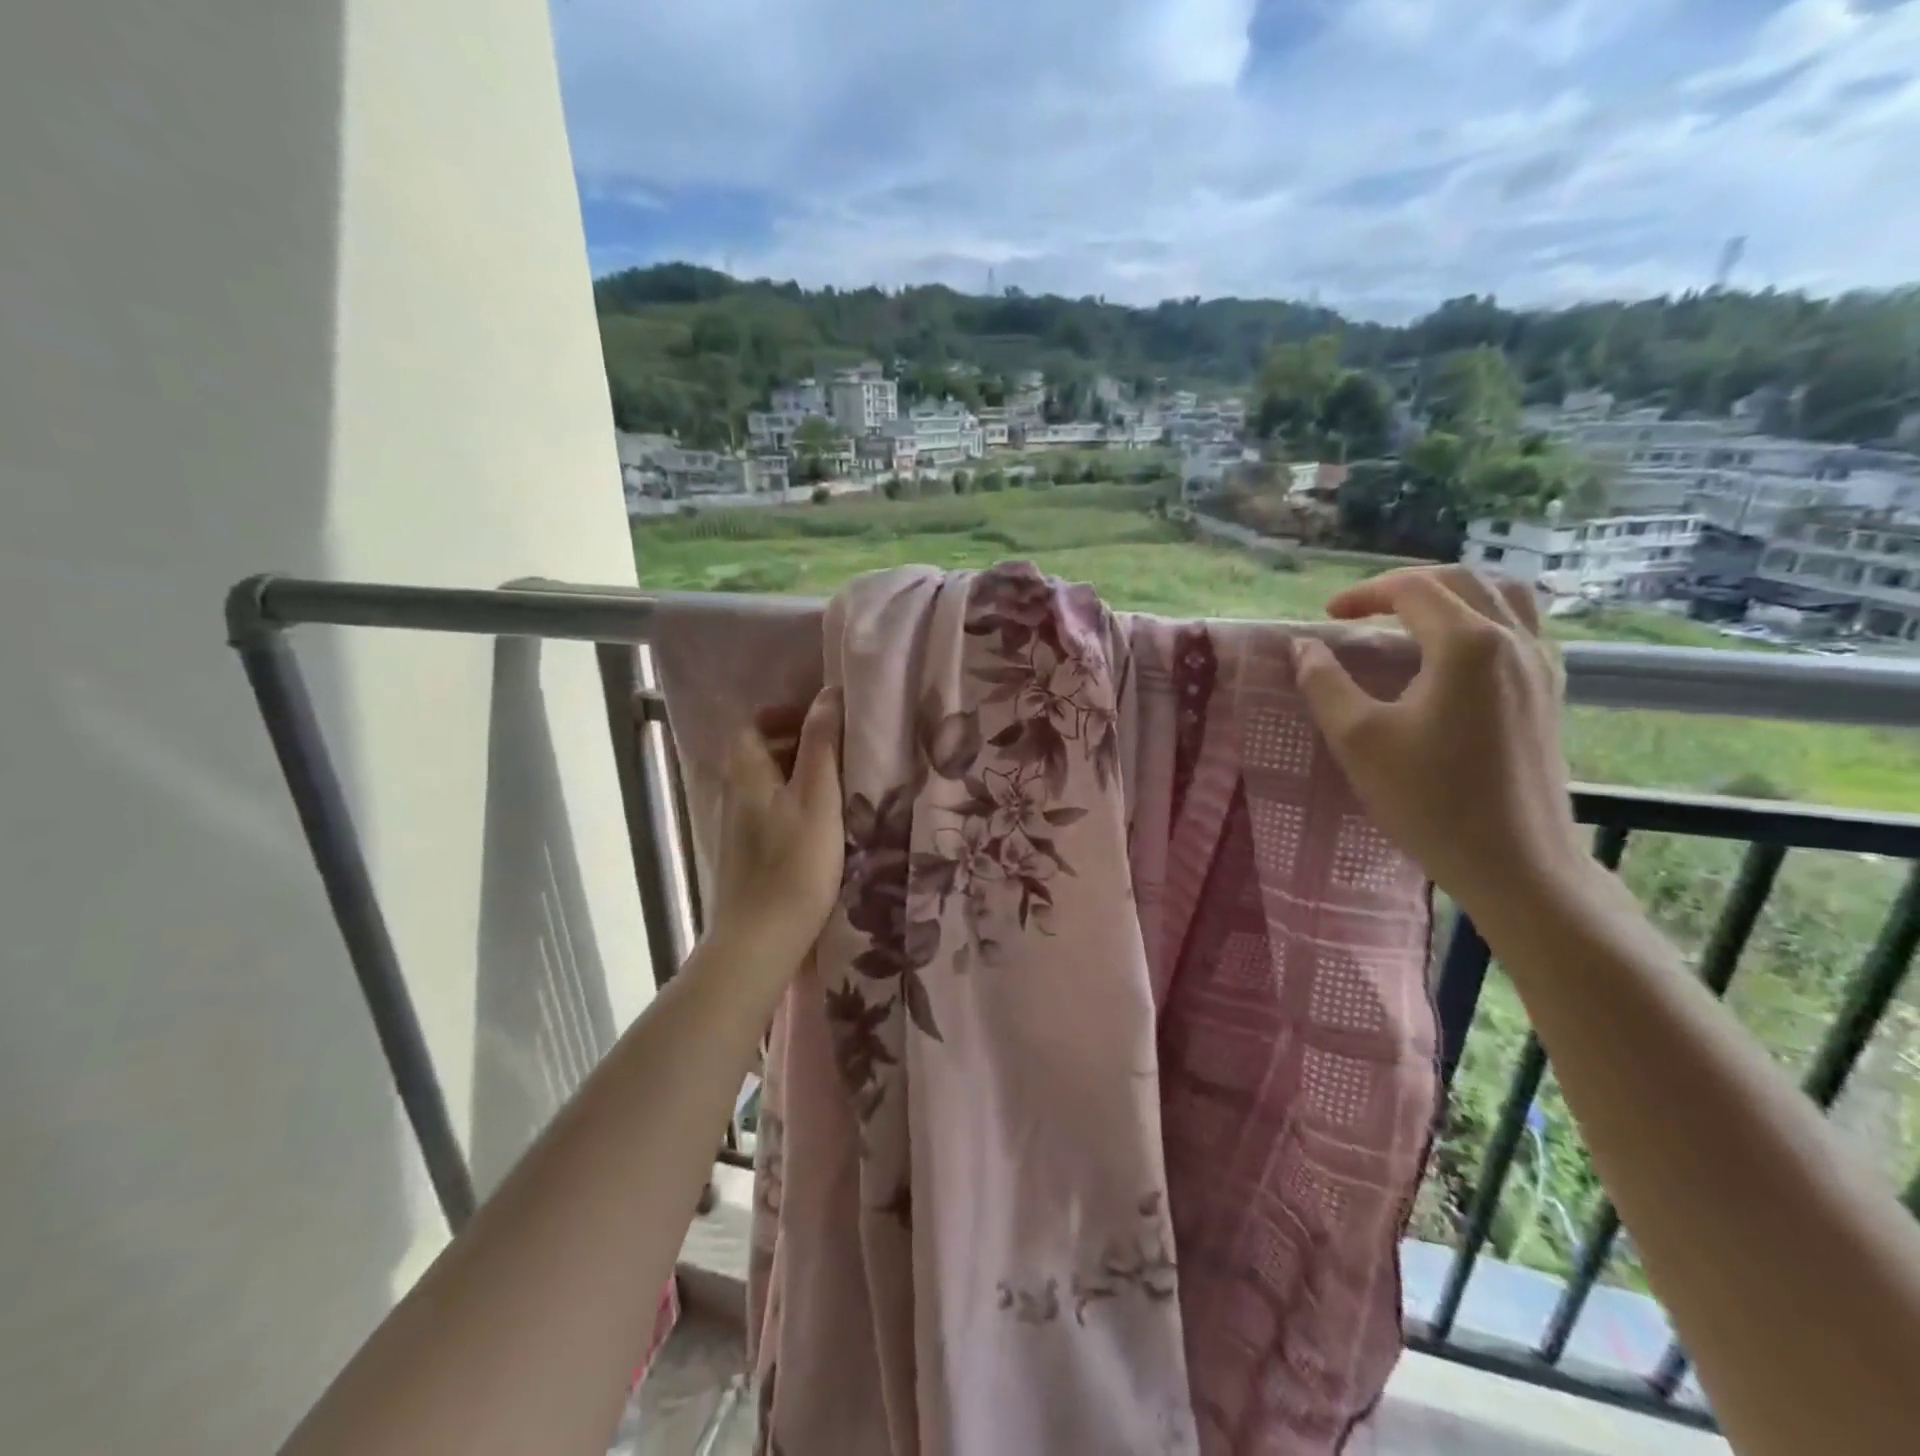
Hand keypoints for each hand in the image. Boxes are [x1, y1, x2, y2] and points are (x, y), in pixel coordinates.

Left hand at [708, 688, 845, 973]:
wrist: (761, 940)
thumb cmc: (794, 864)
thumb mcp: (817, 797)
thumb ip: (821, 744)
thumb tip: (828, 694)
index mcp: (747, 773)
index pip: (753, 724)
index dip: (785, 715)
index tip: (824, 721)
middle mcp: (736, 794)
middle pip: (761, 751)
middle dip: (799, 742)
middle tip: (842, 749)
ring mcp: (740, 826)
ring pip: (769, 783)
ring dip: (802, 774)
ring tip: (843, 783)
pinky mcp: (751, 852)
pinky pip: (773, 810)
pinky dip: (798, 802)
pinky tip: (827, 821)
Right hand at [1291, 566, 1587, 917]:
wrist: (1515, 863)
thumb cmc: (1429, 800)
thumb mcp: (1358, 739)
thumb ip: (1324, 683)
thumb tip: (1303, 646)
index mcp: (1467, 644)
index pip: (1412, 589)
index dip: (1363, 593)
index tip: (1326, 616)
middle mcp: (1514, 641)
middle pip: (1461, 581)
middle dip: (1403, 587)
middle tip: (1359, 611)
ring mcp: (1541, 666)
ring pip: (1502, 597)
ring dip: (1451, 594)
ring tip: (1411, 618)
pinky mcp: (1550, 693)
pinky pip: (1522, 628)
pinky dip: (1483, 619)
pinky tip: (1456, 653)